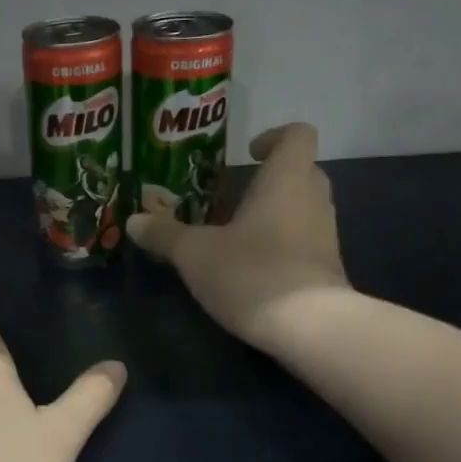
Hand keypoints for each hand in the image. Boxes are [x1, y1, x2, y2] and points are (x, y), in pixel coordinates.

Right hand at [126, 122, 350, 348]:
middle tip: (231, 196)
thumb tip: (133, 221)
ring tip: (235, 233)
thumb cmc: (252, 273)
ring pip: (303, 207)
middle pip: (300, 170)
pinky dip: (282, 243)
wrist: (309, 327)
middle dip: (267, 179)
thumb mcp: (195, 254)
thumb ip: (164, 234)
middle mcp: (313, 198)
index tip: (247, 154)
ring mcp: (326, 234)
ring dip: (274, 212)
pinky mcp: (327, 267)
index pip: (297, 135)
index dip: (274, 137)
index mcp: (285, 179)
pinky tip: (251, 266)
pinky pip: (304, 239)